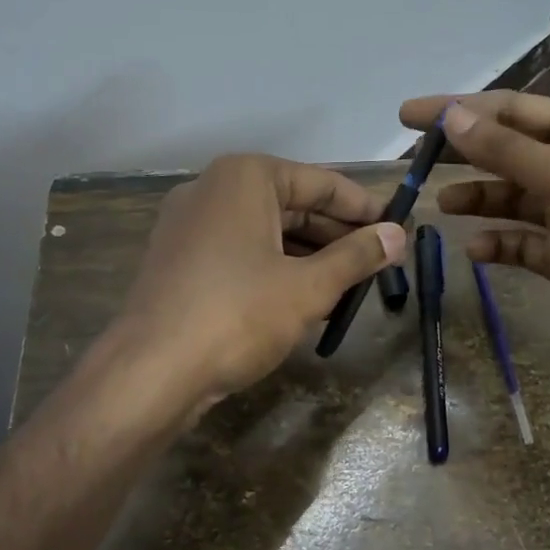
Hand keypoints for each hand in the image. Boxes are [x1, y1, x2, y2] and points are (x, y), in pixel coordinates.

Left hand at [119, 153, 404, 408]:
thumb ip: (356, 257)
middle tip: (379, 261)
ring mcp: (190, 225)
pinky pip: (240, 253)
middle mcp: (212, 190)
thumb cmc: (238, 315)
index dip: (364, 207)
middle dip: (336, 235)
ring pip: (266, 232)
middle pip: (292, 205)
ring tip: (349, 285)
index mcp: (244, 178)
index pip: (321, 182)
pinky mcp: (180, 261)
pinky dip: (275, 269)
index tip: (397, 227)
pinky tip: (304, 299)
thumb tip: (397, 236)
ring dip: (309, 256)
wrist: (152, 371)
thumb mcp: (308, 287)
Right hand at [399, 91, 549, 379]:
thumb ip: (504, 149)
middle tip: (412, 158)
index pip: (510, 110)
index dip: (458, 110)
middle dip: (463, 153)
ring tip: (441, 204)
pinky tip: (475, 250)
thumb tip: (450, 116)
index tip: (408, 116)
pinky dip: (497, 242)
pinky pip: (521, 241)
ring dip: (478, 197)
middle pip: (507, 150)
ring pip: (511, 196)